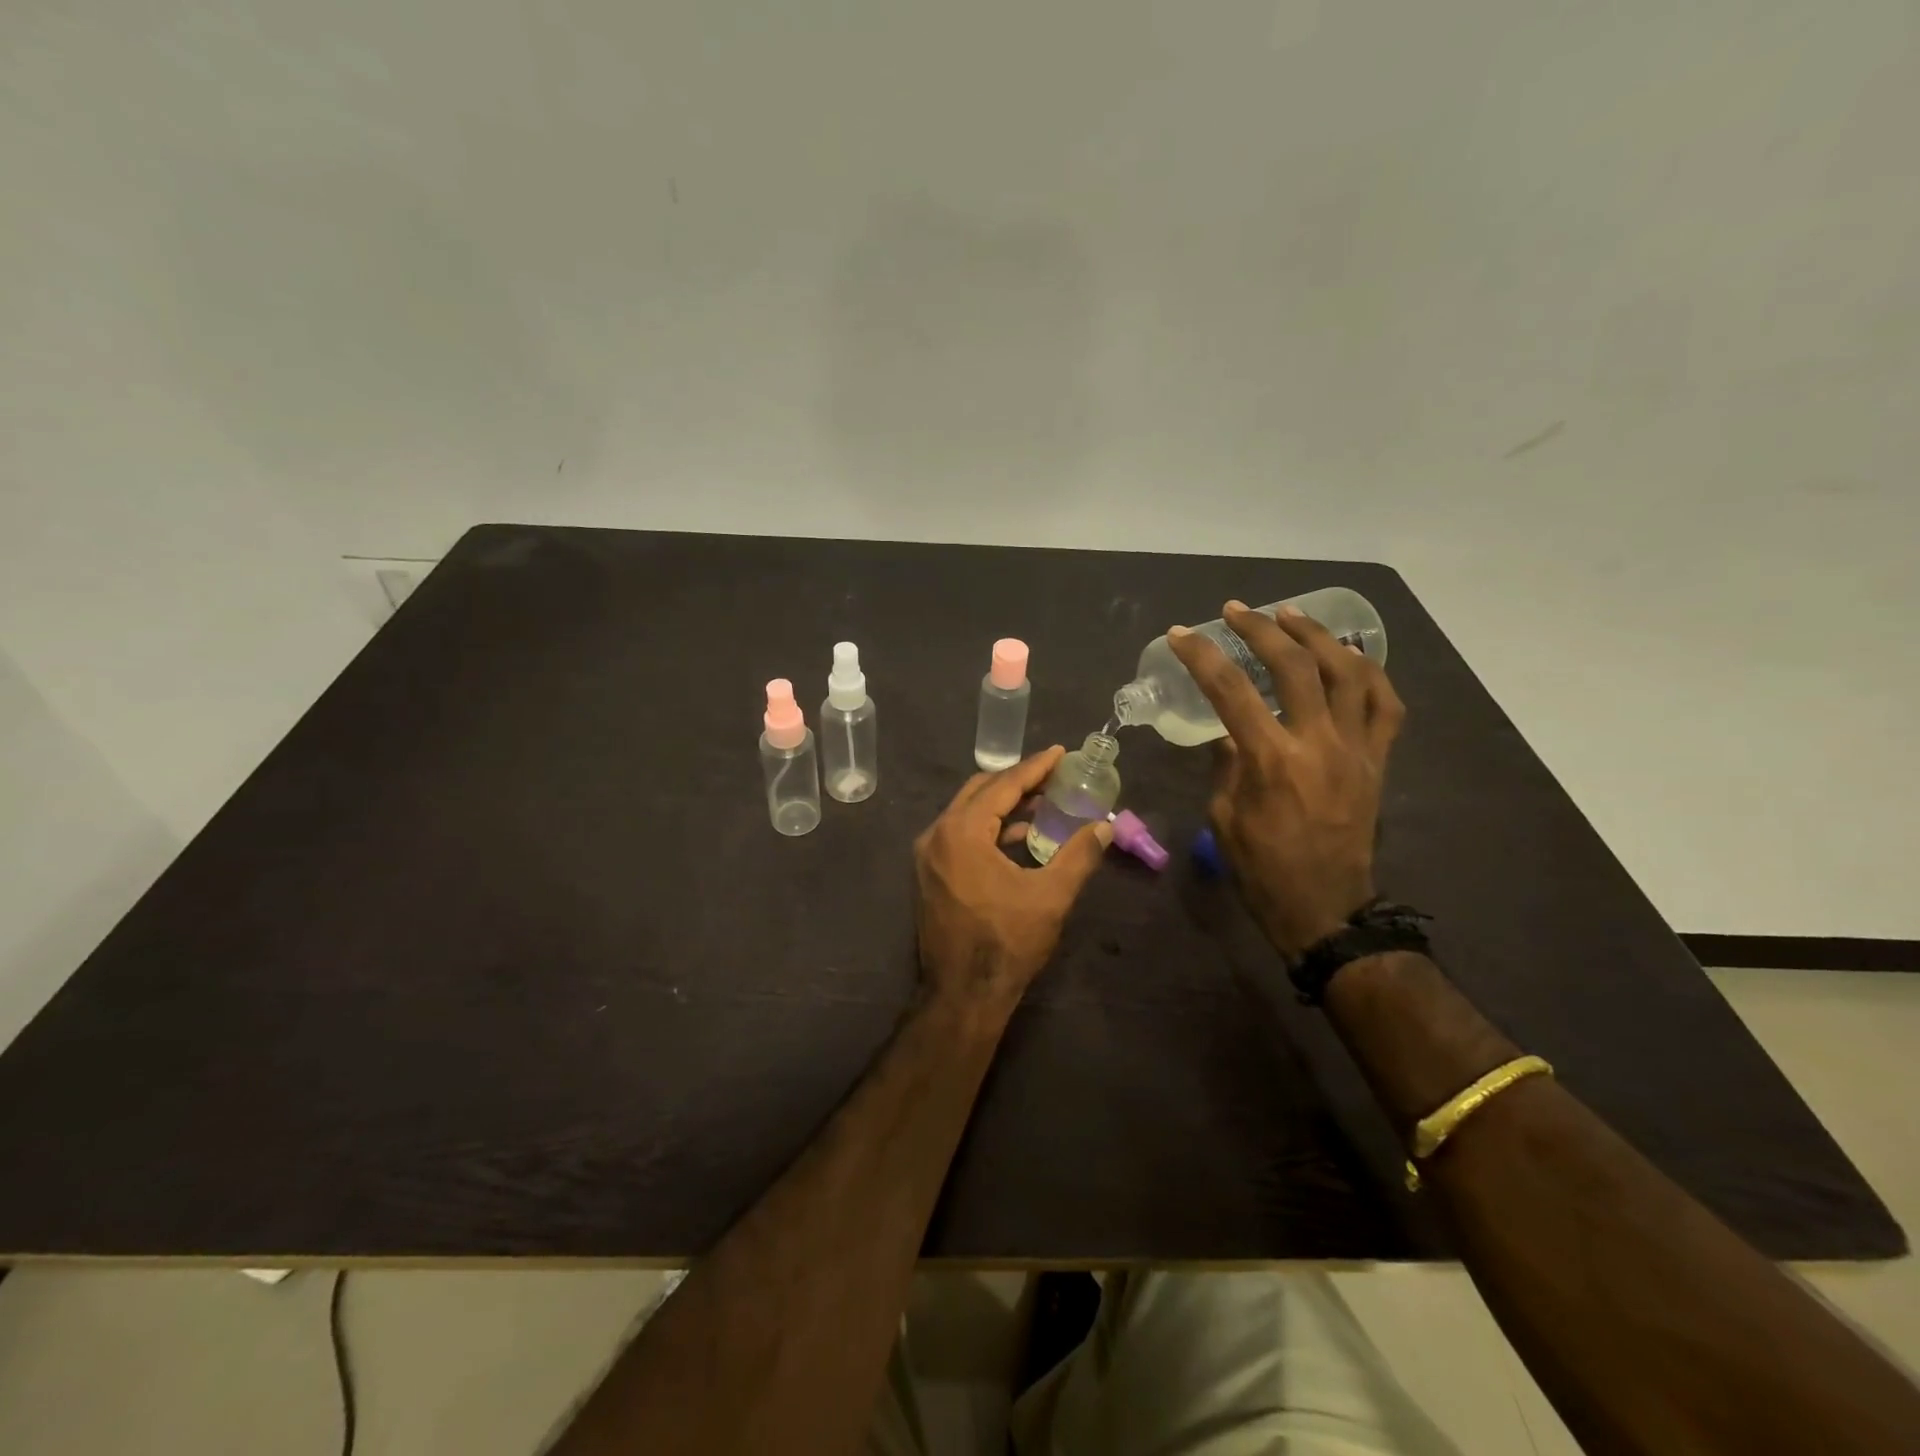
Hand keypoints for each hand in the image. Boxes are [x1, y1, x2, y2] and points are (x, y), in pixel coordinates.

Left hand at [913, 746, 1111, 1022]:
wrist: (961, 995)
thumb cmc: (1006, 943)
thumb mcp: (1050, 897)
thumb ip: (1079, 855)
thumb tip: (1105, 828)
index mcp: (961, 832)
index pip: (1003, 786)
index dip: (1034, 767)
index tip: (1058, 752)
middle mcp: (937, 834)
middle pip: (979, 791)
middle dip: (1017, 781)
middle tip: (1052, 775)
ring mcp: (929, 855)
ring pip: (968, 812)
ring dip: (1003, 804)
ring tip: (1042, 802)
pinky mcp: (930, 873)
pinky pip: (961, 834)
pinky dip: (988, 828)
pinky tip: (1018, 836)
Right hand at [1167, 600, 1405, 959]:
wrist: (1325, 909)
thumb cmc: (1262, 869)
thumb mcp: (1224, 817)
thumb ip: (1226, 765)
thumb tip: (1229, 731)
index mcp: (1270, 760)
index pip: (1230, 691)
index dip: (1202, 656)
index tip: (1182, 634)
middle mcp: (1318, 743)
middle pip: (1294, 666)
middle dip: (1260, 629)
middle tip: (1236, 611)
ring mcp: (1356, 749)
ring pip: (1347, 672)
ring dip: (1317, 636)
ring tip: (1291, 616)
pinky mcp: (1378, 761)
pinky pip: (1385, 705)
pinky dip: (1369, 672)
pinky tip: (1348, 656)